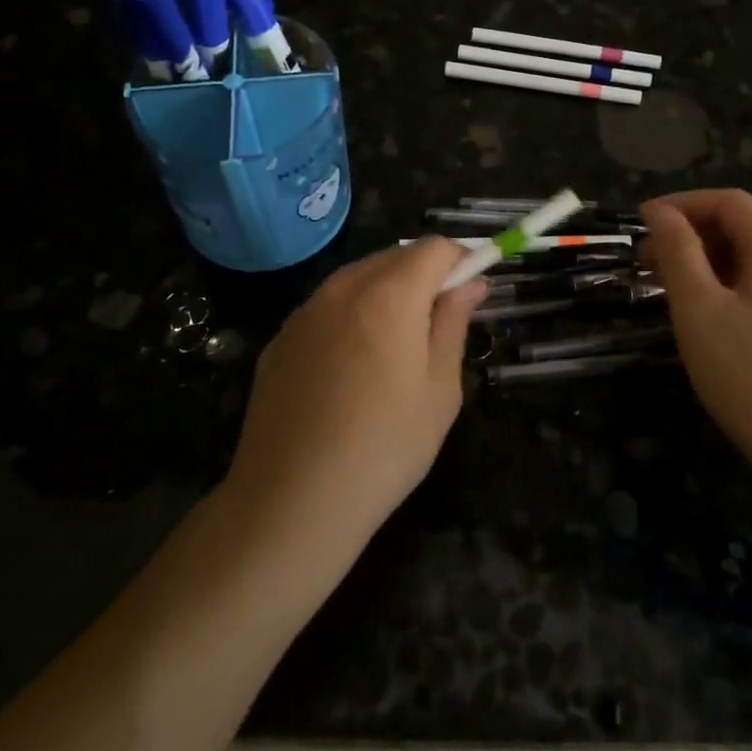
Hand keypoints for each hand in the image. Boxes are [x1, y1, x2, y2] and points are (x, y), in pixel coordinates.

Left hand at [226, 239, 486, 551]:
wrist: (291, 502)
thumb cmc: (384, 448)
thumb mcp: (440, 390)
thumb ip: (454, 323)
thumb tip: (471, 283)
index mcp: (389, 295)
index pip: (435, 248)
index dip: (461, 260)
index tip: (472, 292)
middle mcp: (342, 288)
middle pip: (395, 257)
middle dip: (425, 275)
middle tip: (439, 323)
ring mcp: (305, 312)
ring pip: (357, 278)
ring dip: (386, 292)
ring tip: (396, 347)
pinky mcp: (280, 339)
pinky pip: (326, 307)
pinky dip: (350, 315)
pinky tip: (351, 368)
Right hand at [641, 190, 751, 488]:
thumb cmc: (751, 376)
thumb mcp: (700, 309)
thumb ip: (678, 252)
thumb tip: (660, 212)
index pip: (730, 202)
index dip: (682, 204)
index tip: (641, 223)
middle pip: (743, 230)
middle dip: (691, 236)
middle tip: (646, 262)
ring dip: (707, 265)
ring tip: (669, 292)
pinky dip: (728, 290)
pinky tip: (708, 322)